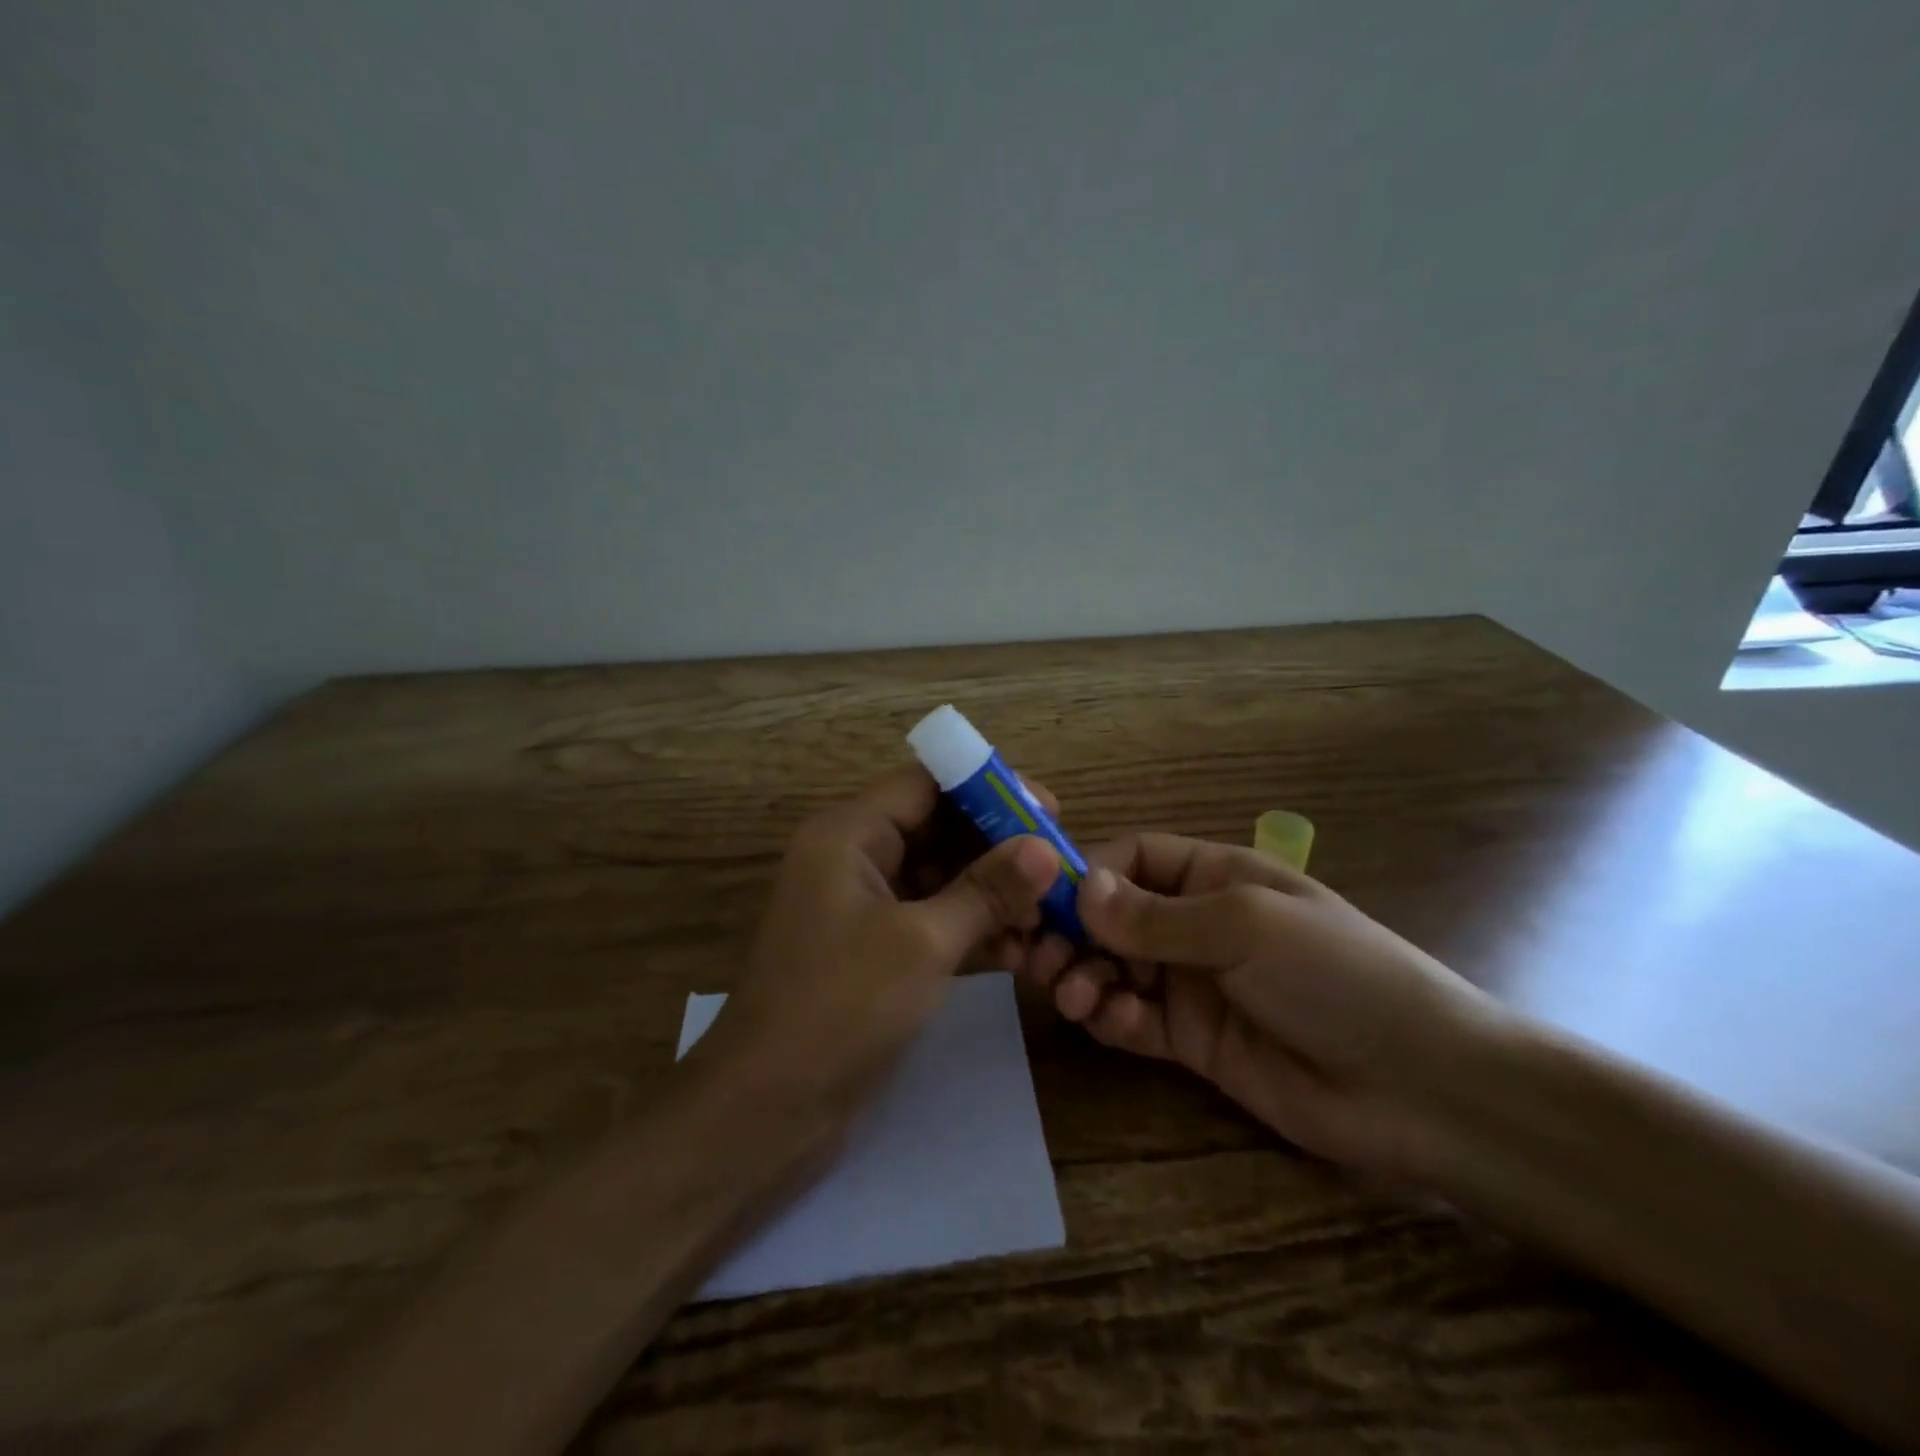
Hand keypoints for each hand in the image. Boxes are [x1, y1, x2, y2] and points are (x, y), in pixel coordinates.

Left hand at [698, 766, 1062, 1128]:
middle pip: (936, 828)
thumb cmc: (840, 1007)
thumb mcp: (922, 942)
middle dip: (997, 848)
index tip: (1049, 812)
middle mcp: (852, 858)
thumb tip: (1046, 848)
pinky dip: (969, 930)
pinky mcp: (872, 952)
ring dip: (990, 895)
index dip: (989, 790)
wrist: (765, 1112)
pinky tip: (1015, 955)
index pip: (927, 784)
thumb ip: (986, 891)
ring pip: (938, 878)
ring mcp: (860, 908)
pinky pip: (929, 920)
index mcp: (848, 834)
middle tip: (1058, 870)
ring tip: (1046, 920)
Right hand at [1019, 833, 1502, 1180]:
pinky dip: (1112, 1017)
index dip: (1089, 876)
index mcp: (1215, 876)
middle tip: (1040, 960)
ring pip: (1116, 968)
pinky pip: (1134, 1019)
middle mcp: (1197, 923)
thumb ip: (1158, 916)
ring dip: (1086, 976)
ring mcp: (1193, 983)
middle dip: (1076, 934)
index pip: (1134, 859)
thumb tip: (1082, 891)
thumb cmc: (1336, 975)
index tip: (1048, 904)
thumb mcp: (1246, 927)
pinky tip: (1111, 1022)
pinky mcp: (1192, 1041)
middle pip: (1115, 917)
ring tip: (1075, 997)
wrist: (1419, 1088)